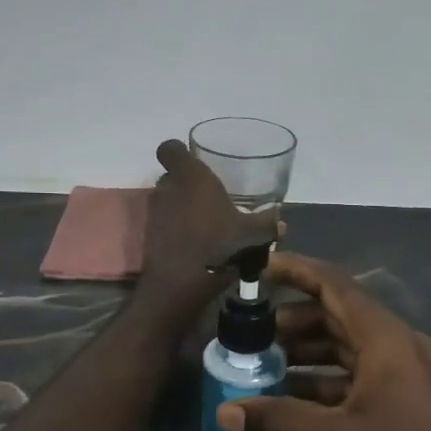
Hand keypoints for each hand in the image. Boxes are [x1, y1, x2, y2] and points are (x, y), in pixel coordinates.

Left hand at [136, 140, 278, 322]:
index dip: (179, 152)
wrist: (180, 282)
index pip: (170, 148)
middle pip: (172, 176)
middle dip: (187, 184)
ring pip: (168, 201)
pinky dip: (176, 229)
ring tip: (205, 224)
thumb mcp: (252, 234)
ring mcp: (155, 213)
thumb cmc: (218, 243)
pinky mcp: (149, 236)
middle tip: (209, 198)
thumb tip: (282, 224)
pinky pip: (164, 224)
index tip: (195, 162)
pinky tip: (195, 244)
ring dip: (182, 208)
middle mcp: (168, 188)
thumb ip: (268, 224)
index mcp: (191, 176)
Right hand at [216, 252, 430, 430]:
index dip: (296, 271)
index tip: (259, 266)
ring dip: (310, 353)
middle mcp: (401, 346)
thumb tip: (225, 411)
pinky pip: (365, 376)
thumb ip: (280, 422)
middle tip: (250, 332)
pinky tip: (299, 399)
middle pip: (340, 316)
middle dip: (294, 320)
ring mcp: (412, 373)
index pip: (335, 286)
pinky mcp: (415, 401)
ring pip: (352, 349)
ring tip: (265, 364)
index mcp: (387, 340)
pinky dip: (330, 381)